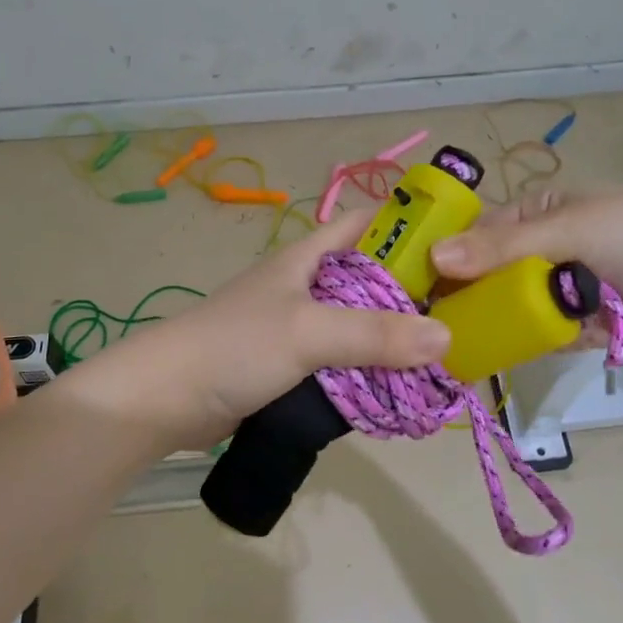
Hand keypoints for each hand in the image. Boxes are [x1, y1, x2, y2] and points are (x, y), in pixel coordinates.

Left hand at [76, 210, 450, 449]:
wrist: (163, 398)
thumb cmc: (234, 346)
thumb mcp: (307, 332)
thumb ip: (374, 334)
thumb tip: (446, 338)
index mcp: (307, 258)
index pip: (365, 224)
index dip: (407, 225)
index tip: (454, 246)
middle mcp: (305, 285)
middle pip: (369, 277)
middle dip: (411, 291)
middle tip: (459, 312)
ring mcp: (295, 326)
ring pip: (356, 323)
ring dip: (390, 337)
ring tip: (440, 354)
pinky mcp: (288, 364)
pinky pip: (340, 359)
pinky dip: (366, 368)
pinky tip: (394, 385)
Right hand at [430, 187, 622, 360]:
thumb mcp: (568, 229)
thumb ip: (502, 248)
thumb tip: (435, 256)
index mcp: (543, 212)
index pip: (482, 232)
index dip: (449, 255)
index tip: (414, 283)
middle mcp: (548, 249)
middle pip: (493, 274)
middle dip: (467, 295)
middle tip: (427, 322)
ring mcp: (566, 290)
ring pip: (515, 308)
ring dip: (492, 323)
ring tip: (449, 345)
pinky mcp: (583, 328)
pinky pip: (542, 336)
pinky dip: (523, 344)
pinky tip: (490, 357)